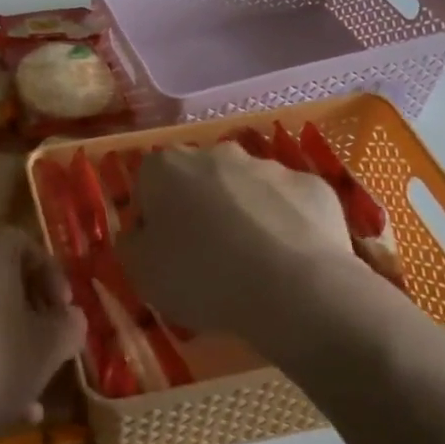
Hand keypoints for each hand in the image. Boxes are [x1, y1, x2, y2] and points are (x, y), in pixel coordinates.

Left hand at [0, 226, 84, 443]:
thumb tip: (70, 317)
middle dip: (33, 314)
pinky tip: (7, 409)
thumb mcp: (47, 349)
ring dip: (13, 345)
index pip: (22, 242)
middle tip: (51, 345)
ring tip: (35, 388)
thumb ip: (69, 327)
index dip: (50, 272)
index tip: (64, 308)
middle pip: (3, 280)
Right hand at [117, 143, 357, 337]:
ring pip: (246, 189)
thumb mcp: (141, 273)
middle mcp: (216, 154)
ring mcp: (269, 166)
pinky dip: (285, 226)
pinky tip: (288, 263)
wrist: (295, 289)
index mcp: (166, 167)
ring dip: (242, 216)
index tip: (161, 252)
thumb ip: (131, 244)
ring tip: (251, 266)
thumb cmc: (202, 277)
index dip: (152, 219)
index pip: (147, 184)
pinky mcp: (313, 186)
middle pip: (198, 180)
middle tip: (204, 258)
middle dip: (198, 209)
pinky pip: (289, 205)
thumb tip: (138, 233)